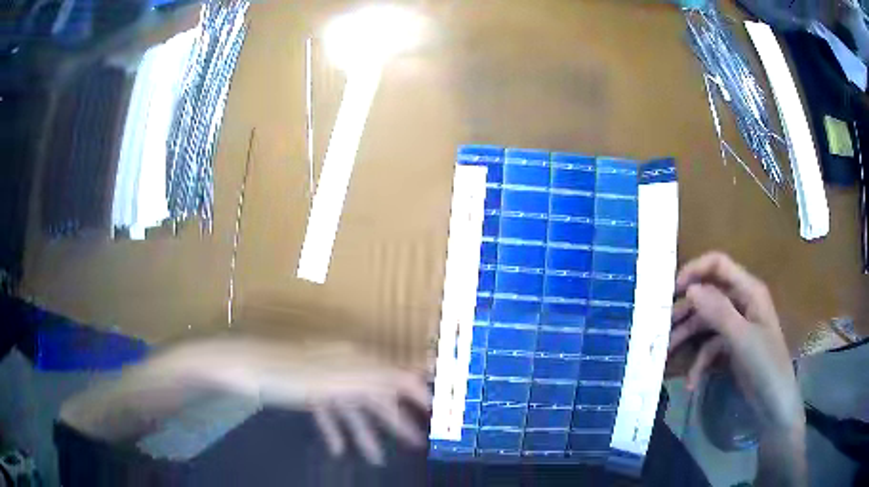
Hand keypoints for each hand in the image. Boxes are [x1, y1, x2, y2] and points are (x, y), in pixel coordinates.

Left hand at [180, 339, 430, 464]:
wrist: (238, 367)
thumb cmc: (287, 372)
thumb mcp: (336, 378)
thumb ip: (379, 375)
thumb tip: (423, 366)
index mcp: (353, 358)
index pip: (395, 374)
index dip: (417, 391)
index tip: (438, 411)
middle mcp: (342, 366)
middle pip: (376, 396)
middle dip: (394, 421)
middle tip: (416, 444)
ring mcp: (322, 380)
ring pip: (352, 409)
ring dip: (365, 434)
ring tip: (377, 459)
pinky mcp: (305, 391)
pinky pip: (328, 413)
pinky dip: (335, 430)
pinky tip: (338, 449)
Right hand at [668, 252, 802, 432]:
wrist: (774, 404)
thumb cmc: (765, 365)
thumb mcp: (742, 338)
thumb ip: (718, 311)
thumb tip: (690, 289)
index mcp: (749, 290)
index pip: (718, 265)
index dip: (695, 271)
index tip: (672, 290)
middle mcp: (741, 302)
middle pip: (708, 296)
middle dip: (685, 311)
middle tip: (661, 327)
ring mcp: (736, 326)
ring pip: (705, 323)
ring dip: (686, 339)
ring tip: (666, 356)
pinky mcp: (731, 347)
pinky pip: (709, 347)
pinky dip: (698, 363)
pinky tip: (691, 383)